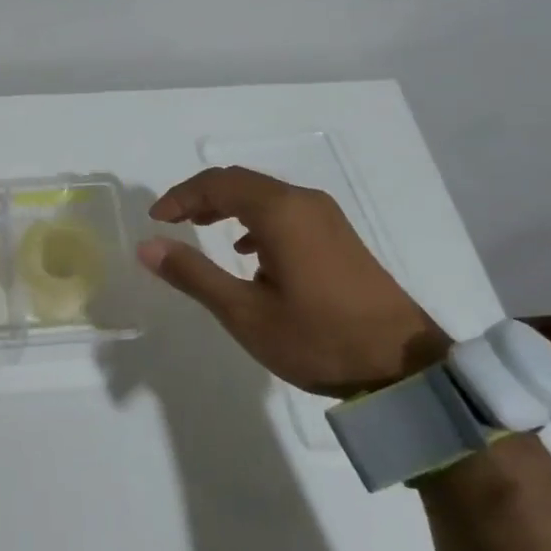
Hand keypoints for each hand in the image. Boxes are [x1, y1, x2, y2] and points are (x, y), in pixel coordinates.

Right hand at [137, 166, 447, 396]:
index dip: (180, 196)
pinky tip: (249, 252)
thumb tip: (147, 246)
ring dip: (227, 206)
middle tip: (172, 222)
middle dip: (201, 197)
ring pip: (264, 195)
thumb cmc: (318, 339)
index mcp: (280, 212)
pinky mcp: (338, 235)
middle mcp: (303, 202)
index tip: (156, 220)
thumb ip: (193, 274)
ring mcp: (326, 217)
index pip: (217, 184)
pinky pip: (285, 210)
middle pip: (240, 182)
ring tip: (202, 230)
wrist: (404, 368)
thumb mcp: (245, 313)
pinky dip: (255, 219)